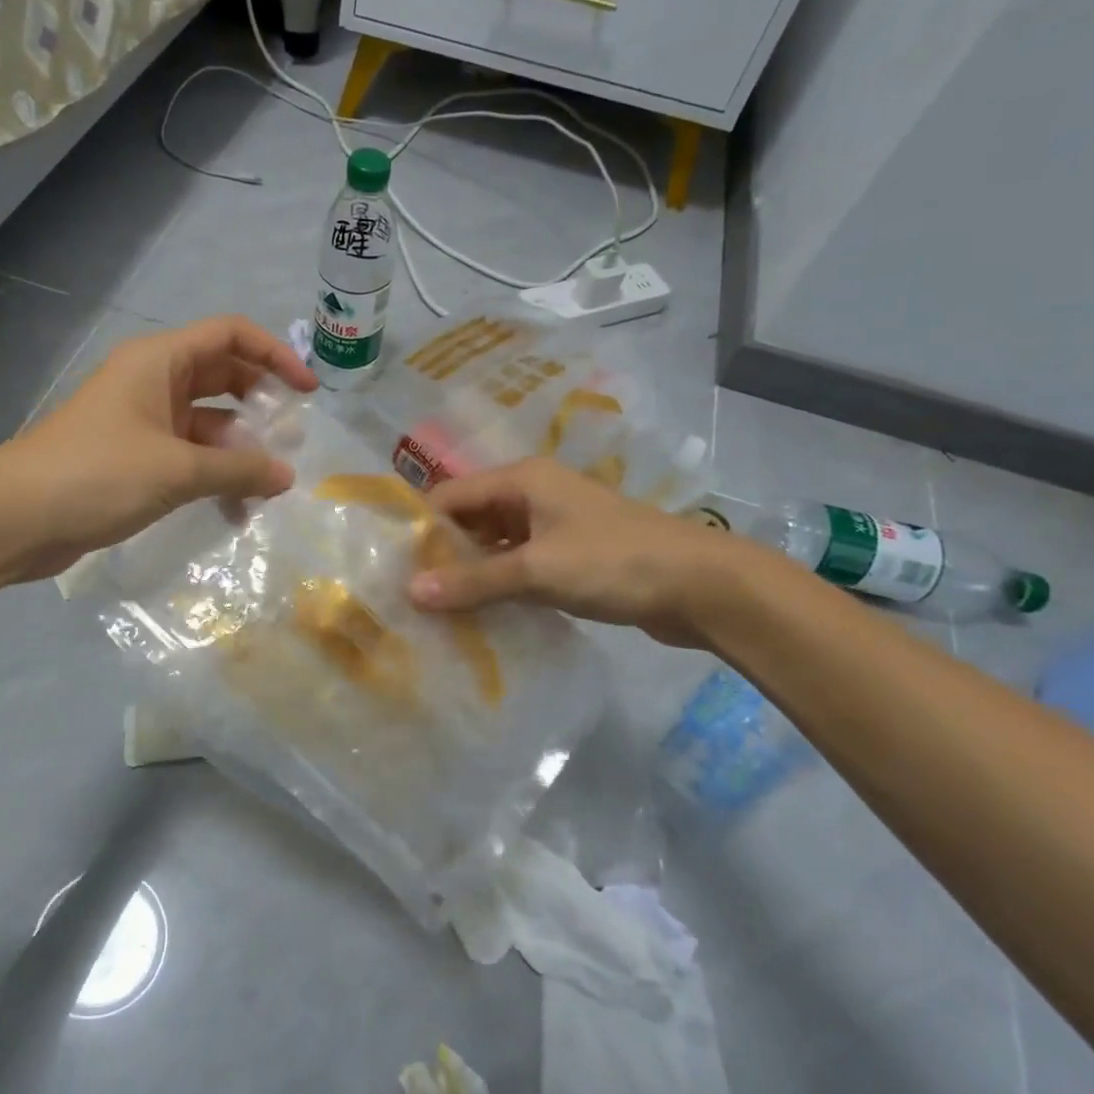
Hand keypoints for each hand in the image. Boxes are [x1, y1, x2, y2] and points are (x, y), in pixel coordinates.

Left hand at [0, 315, 316, 582]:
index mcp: (159, 361)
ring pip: (208, 423)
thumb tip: (287, 476)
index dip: (274, 354)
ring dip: (239, 449)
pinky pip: (188, 456)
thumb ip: (239, 470)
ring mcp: (142, 421)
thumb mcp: (177, 470)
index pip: (229, 335)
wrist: (13, 520)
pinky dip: (214, 475)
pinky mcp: (135, 458)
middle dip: (260, 404)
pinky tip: (235, 509)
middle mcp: (152, 382)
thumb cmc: (96, 474)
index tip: (307, 391)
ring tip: (269, 484)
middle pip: (222, 377)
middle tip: (292, 436)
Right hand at [407, 457, 745, 646]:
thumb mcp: (537, 570)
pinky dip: (501, 584)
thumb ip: (474, 582)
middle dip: (444, 552)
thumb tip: (411, 592)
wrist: (701, 585)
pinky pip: (521, 563)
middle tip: (409, 593)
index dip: (422, 528)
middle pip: (472, 518)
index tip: (393, 567)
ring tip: (437, 609)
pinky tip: (482, 614)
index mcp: (522, 479)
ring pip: (497, 543)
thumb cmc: (613, 562)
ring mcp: (555, 525)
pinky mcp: (572, 554)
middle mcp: (534, 493)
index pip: (451, 496)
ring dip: (472, 571)